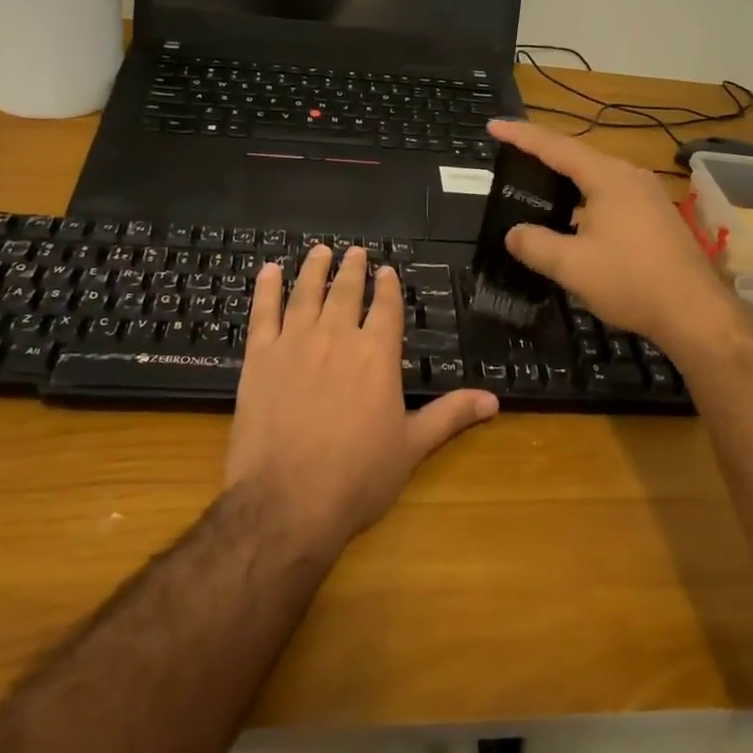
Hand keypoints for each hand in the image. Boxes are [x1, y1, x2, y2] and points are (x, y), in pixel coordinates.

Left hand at [225, 245, 498, 554]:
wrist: (287, 501)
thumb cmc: (357, 477)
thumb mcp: (412, 447)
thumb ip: (450, 415)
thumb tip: (494, 400)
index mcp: (377, 355)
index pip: (385, 308)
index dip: (387, 287)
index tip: (386, 270)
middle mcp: (337, 337)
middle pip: (346, 292)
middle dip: (352, 270)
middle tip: (354, 251)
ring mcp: (294, 344)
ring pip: (306, 293)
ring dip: (314, 269)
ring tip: (320, 251)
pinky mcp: (259, 358)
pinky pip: (263, 313)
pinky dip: (266, 289)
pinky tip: (269, 272)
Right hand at [487, 118, 738, 354]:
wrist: (696, 312)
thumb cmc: (631, 281)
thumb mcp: (572, 266)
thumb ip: (536, 245)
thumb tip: (513, 234)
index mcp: (608, 178)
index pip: (555, 147)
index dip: (522, 136)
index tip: (494, 125)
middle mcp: (630, 176)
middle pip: (579, 157)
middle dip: (543, 155)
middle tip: (512, 156)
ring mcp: (649, 196)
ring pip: (597, 178)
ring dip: (567, 180)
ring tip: (539, 187)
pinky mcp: (658, 217)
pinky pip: (612, 195)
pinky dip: (586, 199)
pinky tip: (576, 219)